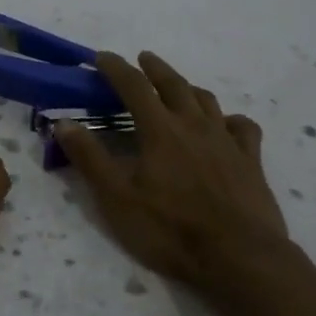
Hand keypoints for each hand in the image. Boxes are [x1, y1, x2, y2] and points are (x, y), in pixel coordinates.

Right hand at [55, 51, 295, 309]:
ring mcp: (226, 141)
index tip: (102, 58)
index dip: (116, 68)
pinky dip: (231, 119)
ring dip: (188, 88)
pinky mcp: (251, 161)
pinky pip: (243, 127)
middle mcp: (194, 125)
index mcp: (160, 131)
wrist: (239, 257)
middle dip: (155, 68)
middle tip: (142, 59)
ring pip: (207, 101)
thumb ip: (90, 158)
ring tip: (179, 87)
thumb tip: (64, 122)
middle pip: (173, 85)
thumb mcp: (117, 199)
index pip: (134, 87)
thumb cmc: (171, 230)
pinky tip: (227, 124)